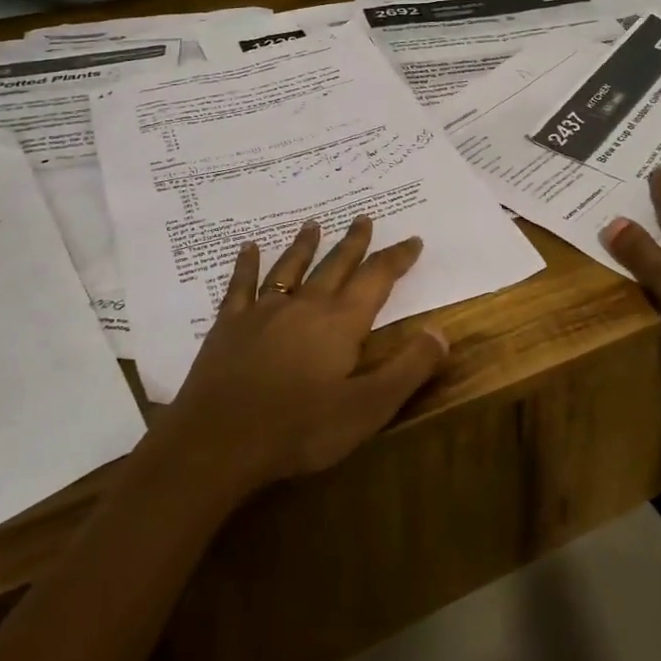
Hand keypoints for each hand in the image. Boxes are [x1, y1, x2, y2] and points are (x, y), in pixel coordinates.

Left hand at [150, 216, 448, 496]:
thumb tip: (441, 332)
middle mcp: (305, 305)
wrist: (219, 442)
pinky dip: (246, 265)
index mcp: (341, 323)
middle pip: (335, 265)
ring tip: (314, 224)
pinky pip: (241, 286)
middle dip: (354, 242)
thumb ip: (409, 369)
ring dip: (305, 245)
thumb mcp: (368, 408)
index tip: (412, 239)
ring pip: (290, 268)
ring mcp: (263, 312)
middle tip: (364, 218)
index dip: (396, 258)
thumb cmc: (300, 428)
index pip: (377, 279)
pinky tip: (248, 248)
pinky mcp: (229, 325)